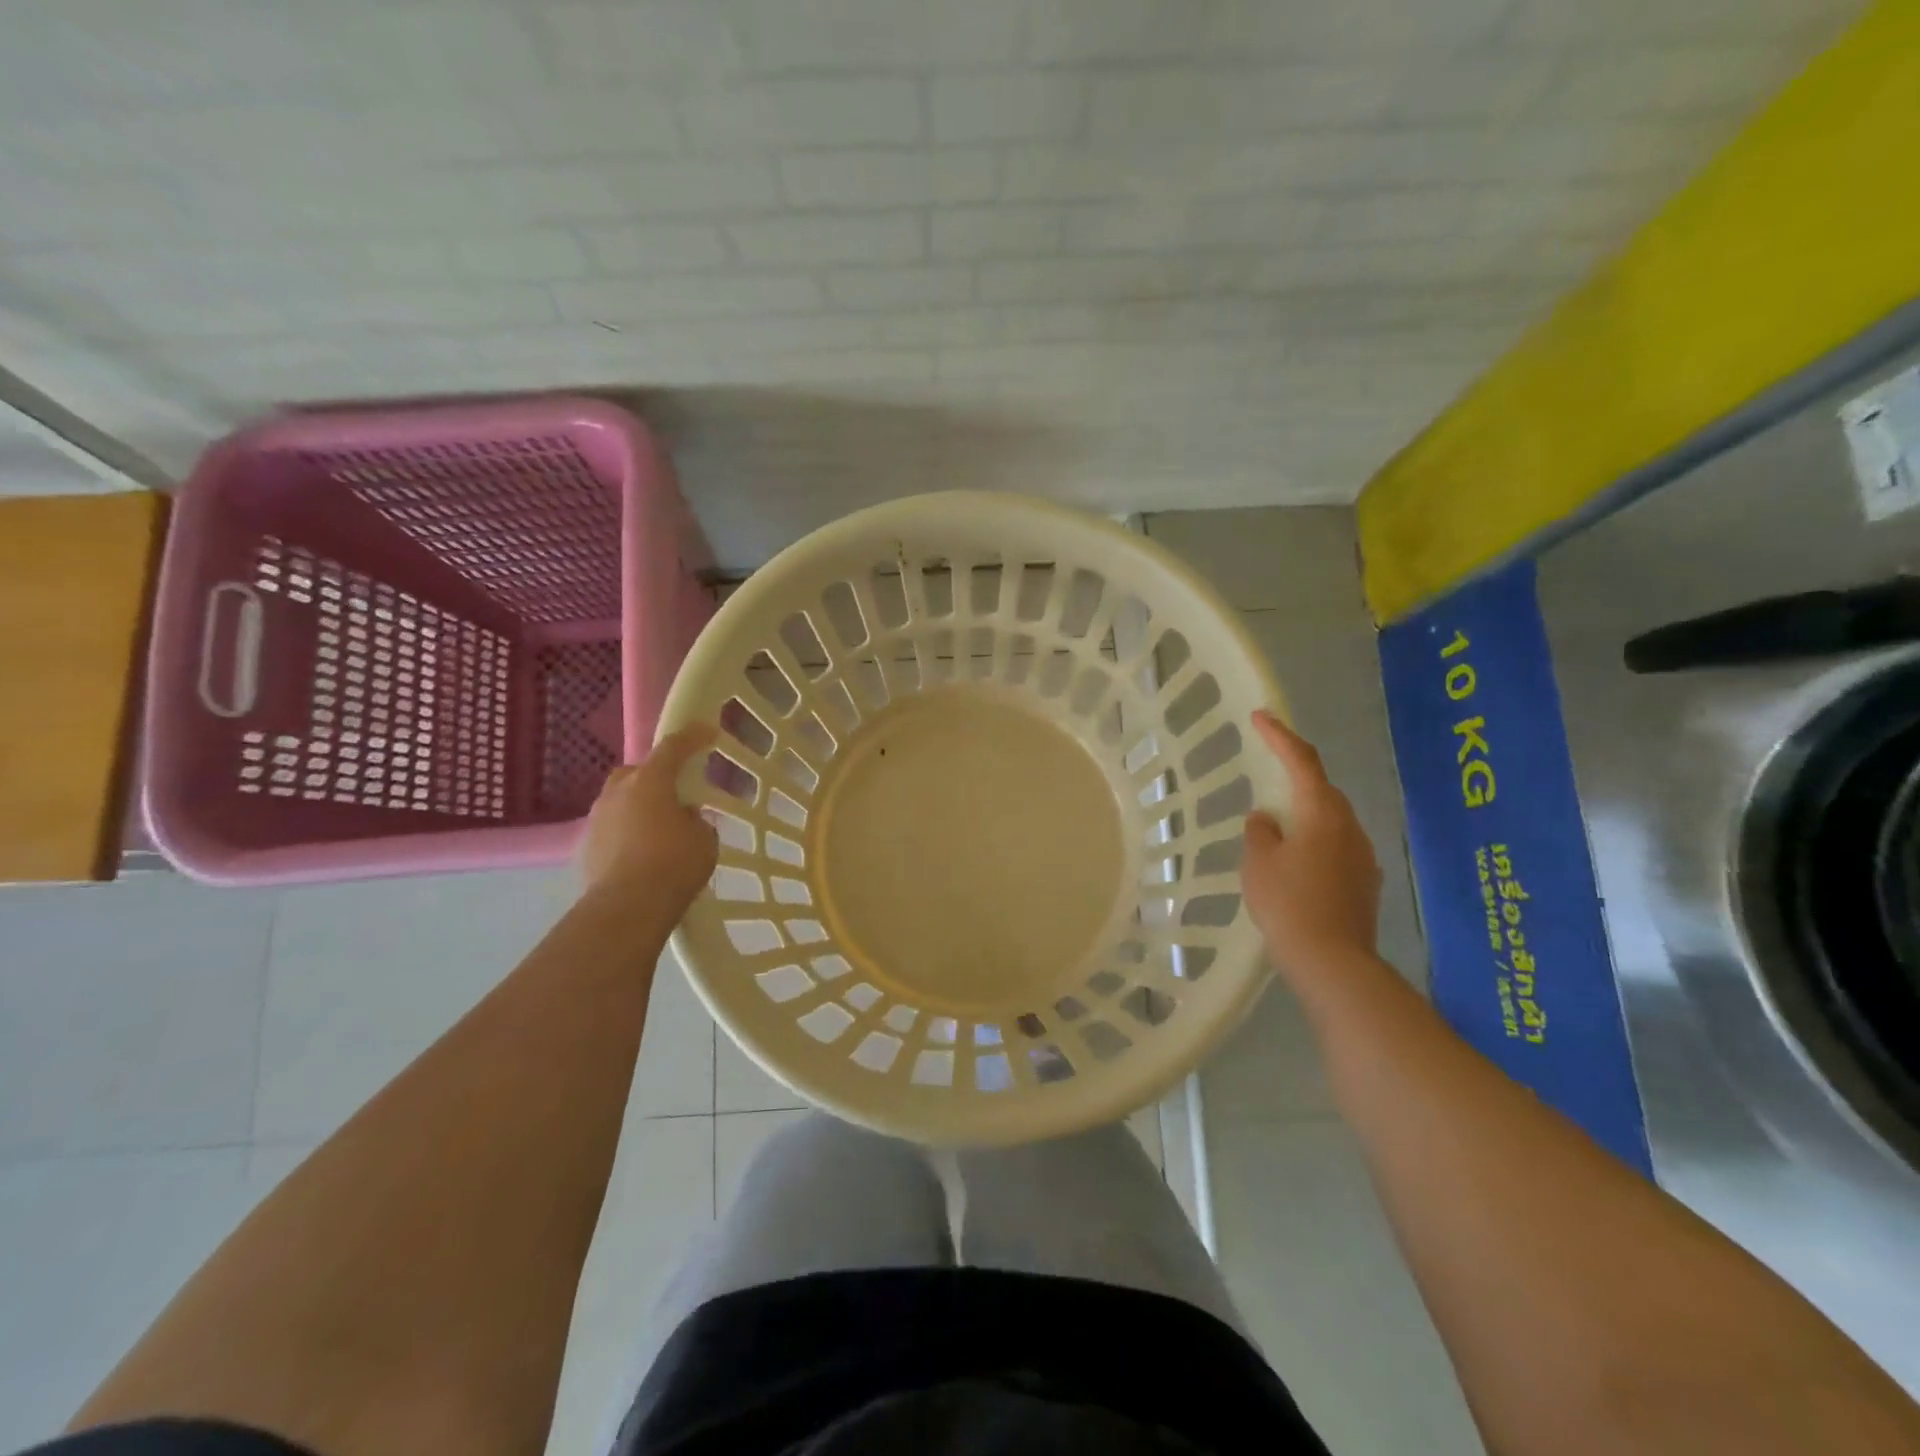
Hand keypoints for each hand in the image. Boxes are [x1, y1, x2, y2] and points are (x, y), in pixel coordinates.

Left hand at [579, 723, 719, 912]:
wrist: (626, 909)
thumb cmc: (673, 865)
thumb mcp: (704, 839)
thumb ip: (696, 820)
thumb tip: (684, 817)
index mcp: (650, 781)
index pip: (673, 747)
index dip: (693, 737)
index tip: (708, 731)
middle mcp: (618, 792)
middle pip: (637, 771)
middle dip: (654, 776)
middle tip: (675, 793)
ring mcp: (597, 819)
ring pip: (620, 801)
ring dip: (638, 807)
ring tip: (659, 829)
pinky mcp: (586, 847)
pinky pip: (612, 828)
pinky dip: (627, 833)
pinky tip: (642, 854)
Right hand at [1241, 710, 1382, 986]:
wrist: (1333, 961)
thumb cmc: (1288, 903)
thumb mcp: (1258, 862)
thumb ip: (1260, 831)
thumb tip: (1267, 819)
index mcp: (1322, 812)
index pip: (1302, 761)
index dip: (1279, 736)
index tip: (1260, 717)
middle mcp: (1350, 826)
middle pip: (1321, 790)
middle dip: (1295, 779)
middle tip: (1267, 780)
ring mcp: (1363, 855)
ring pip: (1331, 821)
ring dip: (1306, 816)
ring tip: (1277, 831)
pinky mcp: (1366, 882)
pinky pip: (1337, 848)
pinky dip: (1316, 844)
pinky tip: (1298, 866)